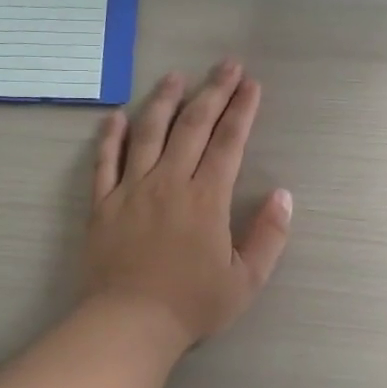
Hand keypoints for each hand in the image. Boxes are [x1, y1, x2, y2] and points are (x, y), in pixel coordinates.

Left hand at [83, 62, 292, 353]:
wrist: (129, 323)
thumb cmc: (191, 305)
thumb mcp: (245, 280)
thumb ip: (268, 236)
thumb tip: (283, 195)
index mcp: (206, 198)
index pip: (228, 142)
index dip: (242, 110)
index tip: (251, 84)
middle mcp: (169, 182)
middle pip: (192, 126)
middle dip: (212, 91)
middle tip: (225, 65)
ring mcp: (132, 189)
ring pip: (148, 132)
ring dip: (163, 101)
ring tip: (174, 77)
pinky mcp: (103, 203)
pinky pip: (104, 161)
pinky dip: (110, 136)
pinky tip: (116, 116)